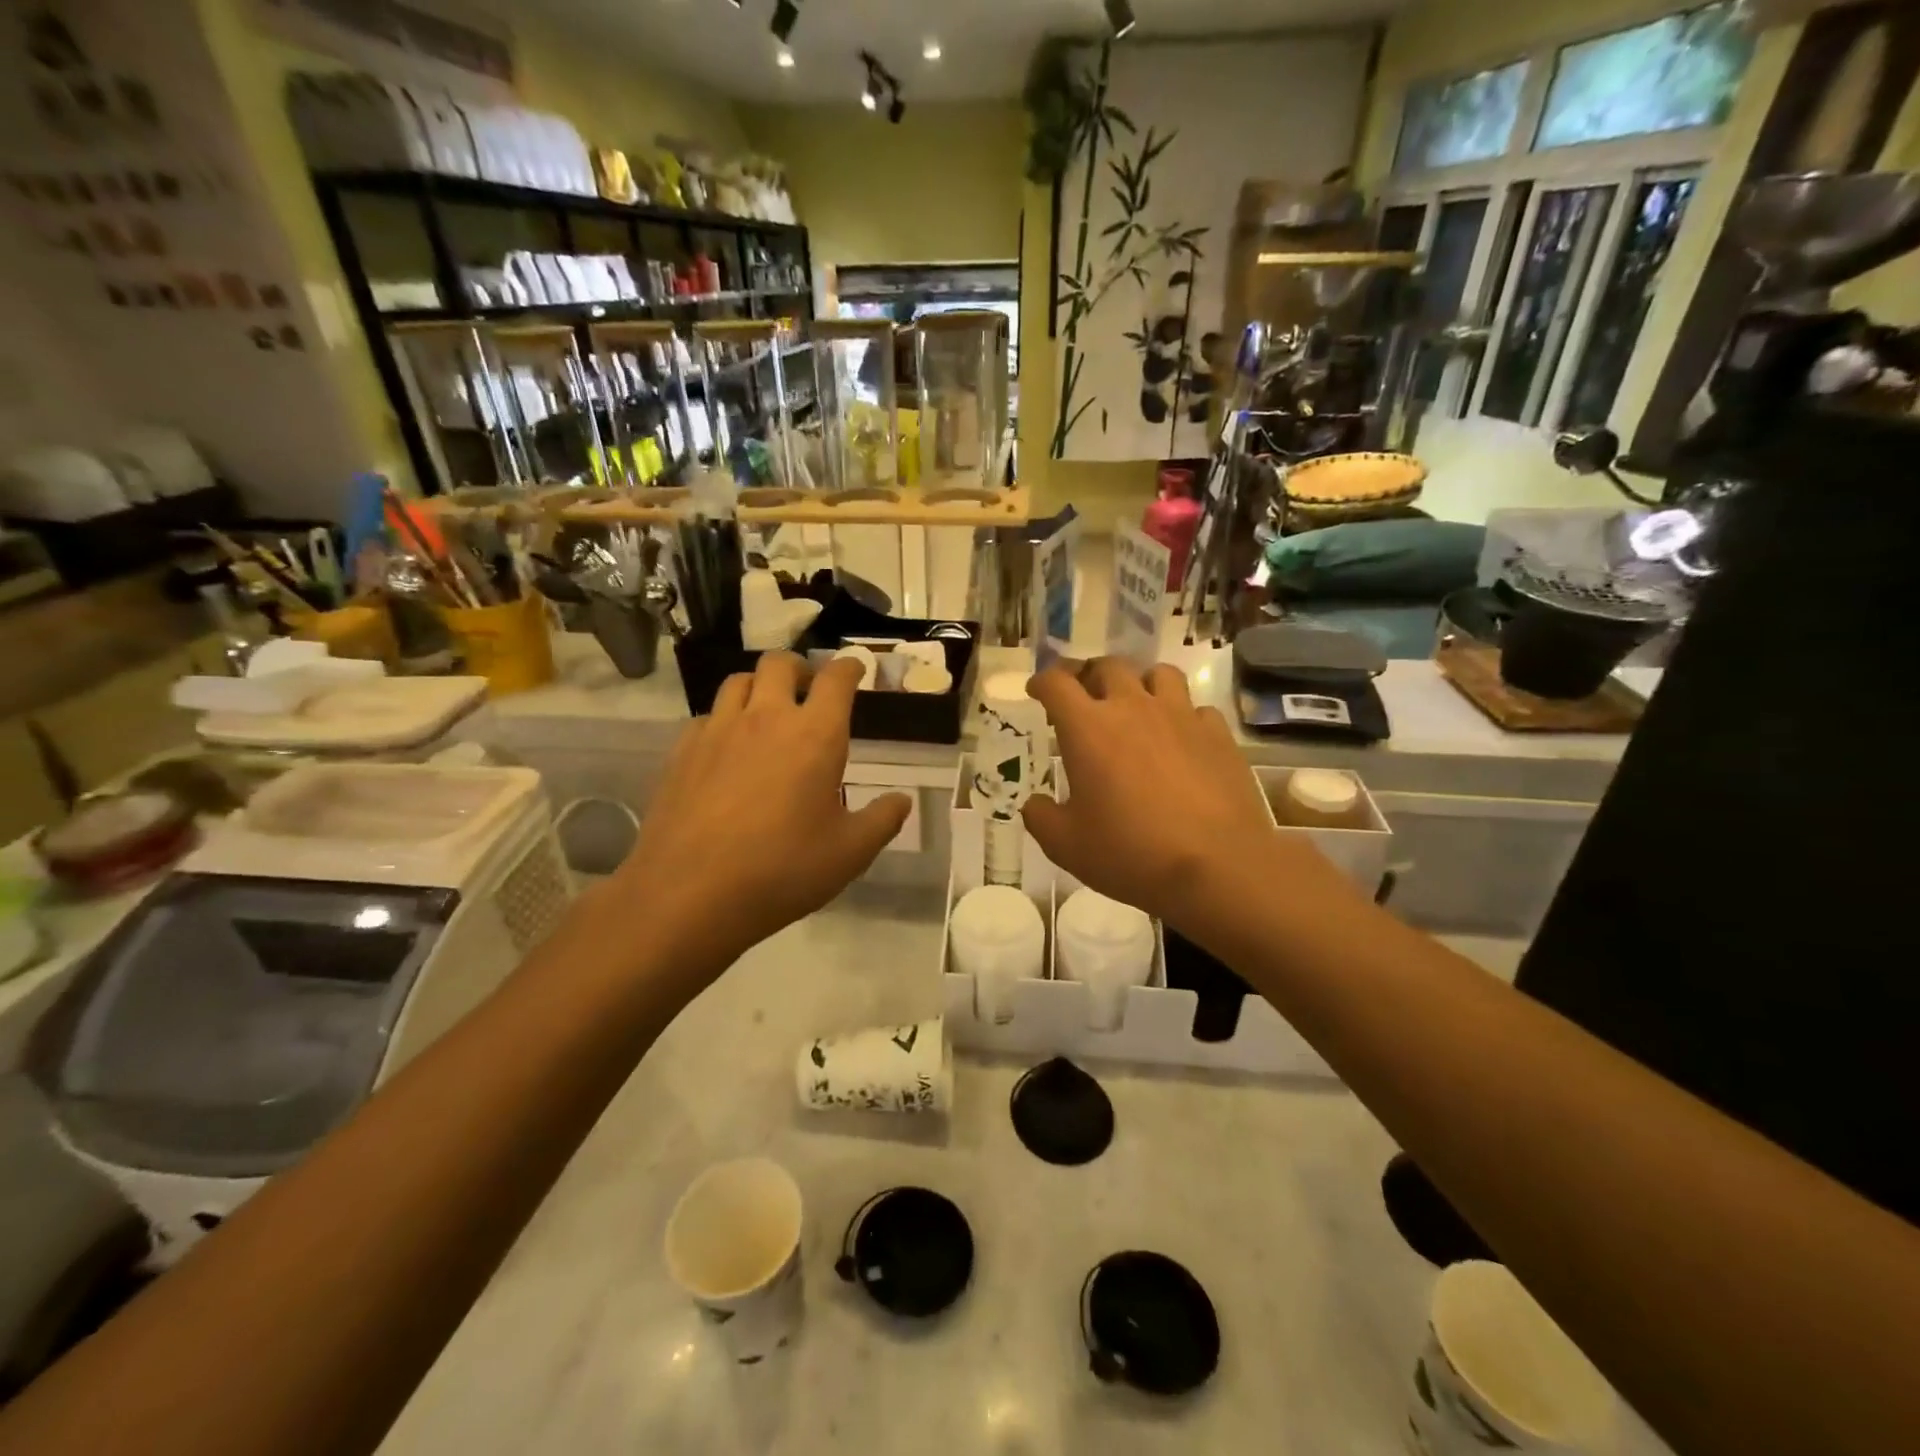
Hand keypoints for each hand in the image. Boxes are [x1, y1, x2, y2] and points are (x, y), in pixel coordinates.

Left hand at [601, 654, 909, 968]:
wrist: (689, 893)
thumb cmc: (782, 870)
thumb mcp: (850, 853)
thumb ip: (882, 820)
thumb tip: (901, 800)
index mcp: (815, 735)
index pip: (836, 679)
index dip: (849, 667)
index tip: (856, 669)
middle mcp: (766, 719)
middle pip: (780, 664)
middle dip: (800, 668)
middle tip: (809, 689)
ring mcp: (718, 731)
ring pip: (738, 681)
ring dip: (759, 687)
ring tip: (766, 712)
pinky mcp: (683, 751)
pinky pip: (707, 716)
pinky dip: (724, 720)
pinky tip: (727, 750)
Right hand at [1022, 659, 1344, 933]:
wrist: (1216, 866)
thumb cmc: (1130, 852)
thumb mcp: (1066, 845)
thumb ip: (1041, 817)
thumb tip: (1035, 803)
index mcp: (1088, 728)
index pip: (1057, 684)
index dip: (1042, 682)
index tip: (1037, 690)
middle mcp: (1133, 708)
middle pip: (1108, 667)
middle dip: (1090, 675)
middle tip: (1085, 697)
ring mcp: (1181, 716)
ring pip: (1159, 674)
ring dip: (1141, 683)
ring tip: (1138, 706)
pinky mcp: (1218, 734)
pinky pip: (1197, 709)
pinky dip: (1183, 716)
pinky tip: (1182, 739)